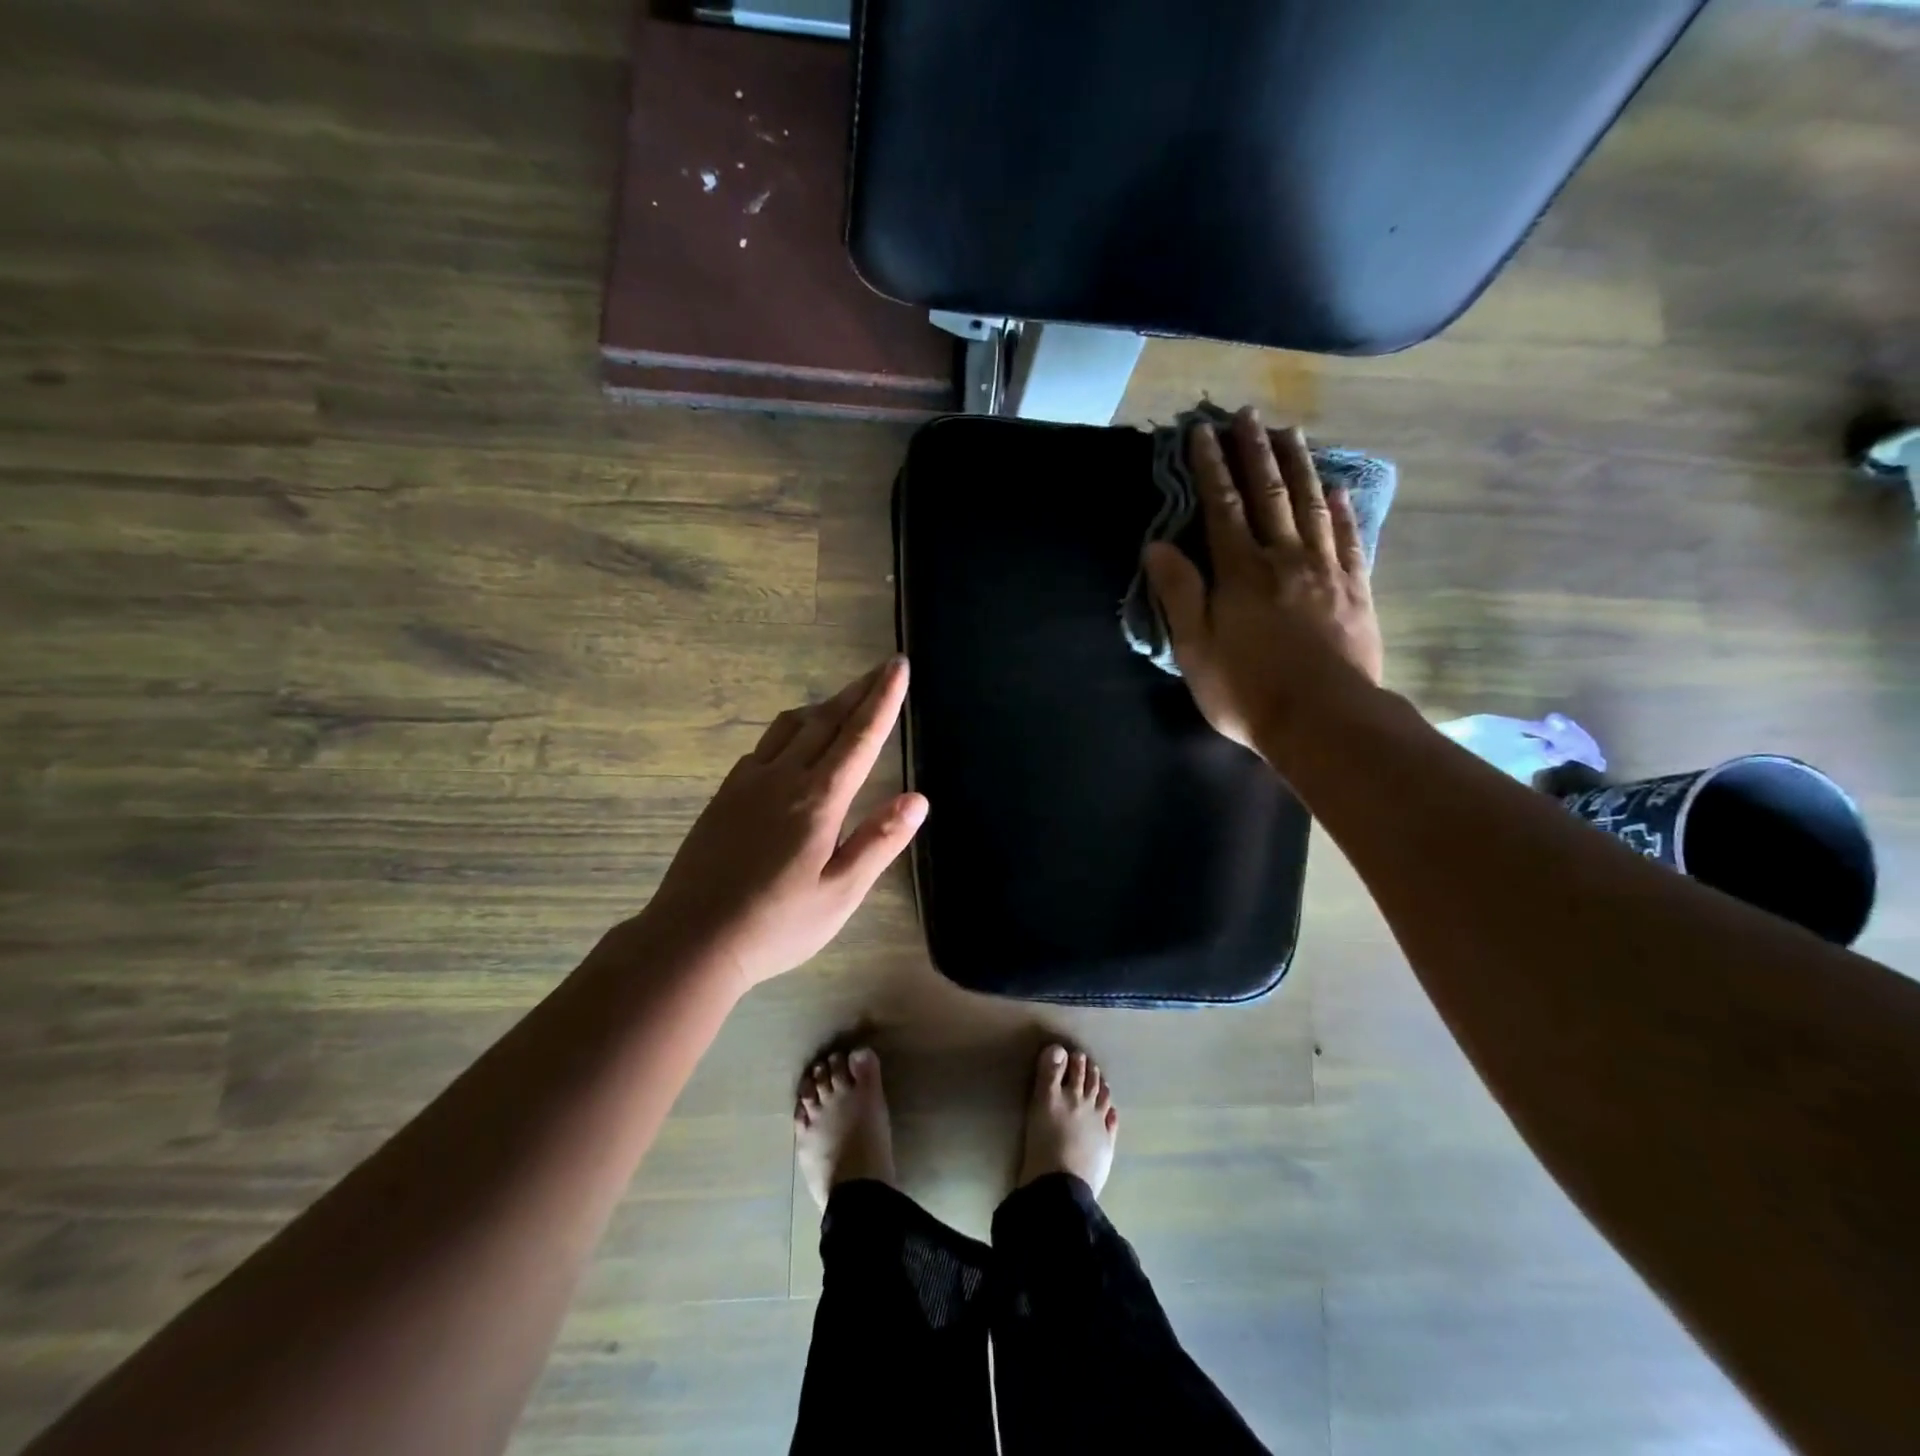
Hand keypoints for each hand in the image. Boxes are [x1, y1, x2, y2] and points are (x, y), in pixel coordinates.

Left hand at [640, 657, 926, 987]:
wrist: (691, 939)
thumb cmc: (776, 925)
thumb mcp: (840, 894)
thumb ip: (878, 842)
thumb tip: (918, 799)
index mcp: (818, 801)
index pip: (860, 737)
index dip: (883, 699)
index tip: (898, 666)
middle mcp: (783, 778)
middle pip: (827, 720)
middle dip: (859, 691)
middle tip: (882, 667)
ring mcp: (747, 782)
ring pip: (790, 726)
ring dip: (823, 707)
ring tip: (844, 701)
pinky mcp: (725, 794)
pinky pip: (764, 746)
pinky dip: (790, 731)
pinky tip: (793, 745)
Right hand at [1143, 407, 1383, 751]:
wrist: (1323, 720)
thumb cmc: (1247, 689)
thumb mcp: (1196, 648)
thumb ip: (1179, 593)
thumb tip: (1157, 546)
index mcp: (1241, 572)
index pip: (1222, 506)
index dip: (1211, 467)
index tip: (1203, 433)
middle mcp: (1285, 558)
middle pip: (1270, 494)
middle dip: (1255, 452)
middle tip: (1248, 414)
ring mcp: (1326, 571)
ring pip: (1312, 506)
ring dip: (1300, 466)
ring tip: (1291, 433)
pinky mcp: (1355, 590)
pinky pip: (1351, 539)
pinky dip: (1344, 510)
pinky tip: (1340, 489)